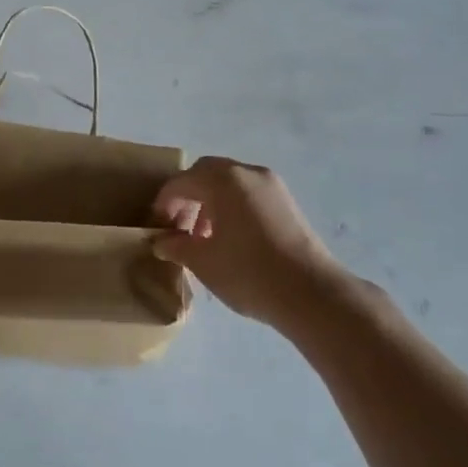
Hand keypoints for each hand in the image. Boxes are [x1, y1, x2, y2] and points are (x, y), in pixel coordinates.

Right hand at [152, 157, 343, 329]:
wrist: (312, 294)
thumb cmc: (249, 273)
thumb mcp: (204, 262)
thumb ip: (176, 246)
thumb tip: (161, 242)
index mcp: (223, 180)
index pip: (182, 182)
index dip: (163, 203)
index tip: (156, 226)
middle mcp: (247, 172)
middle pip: (207, 173)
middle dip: (187, 195)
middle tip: (177, 225)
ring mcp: (271, 185)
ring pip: (229, 182)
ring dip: (210, 201)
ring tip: (202, 236)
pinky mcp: (287, 202)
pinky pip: (249, 193)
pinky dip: (232, 206)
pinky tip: (229, 238)